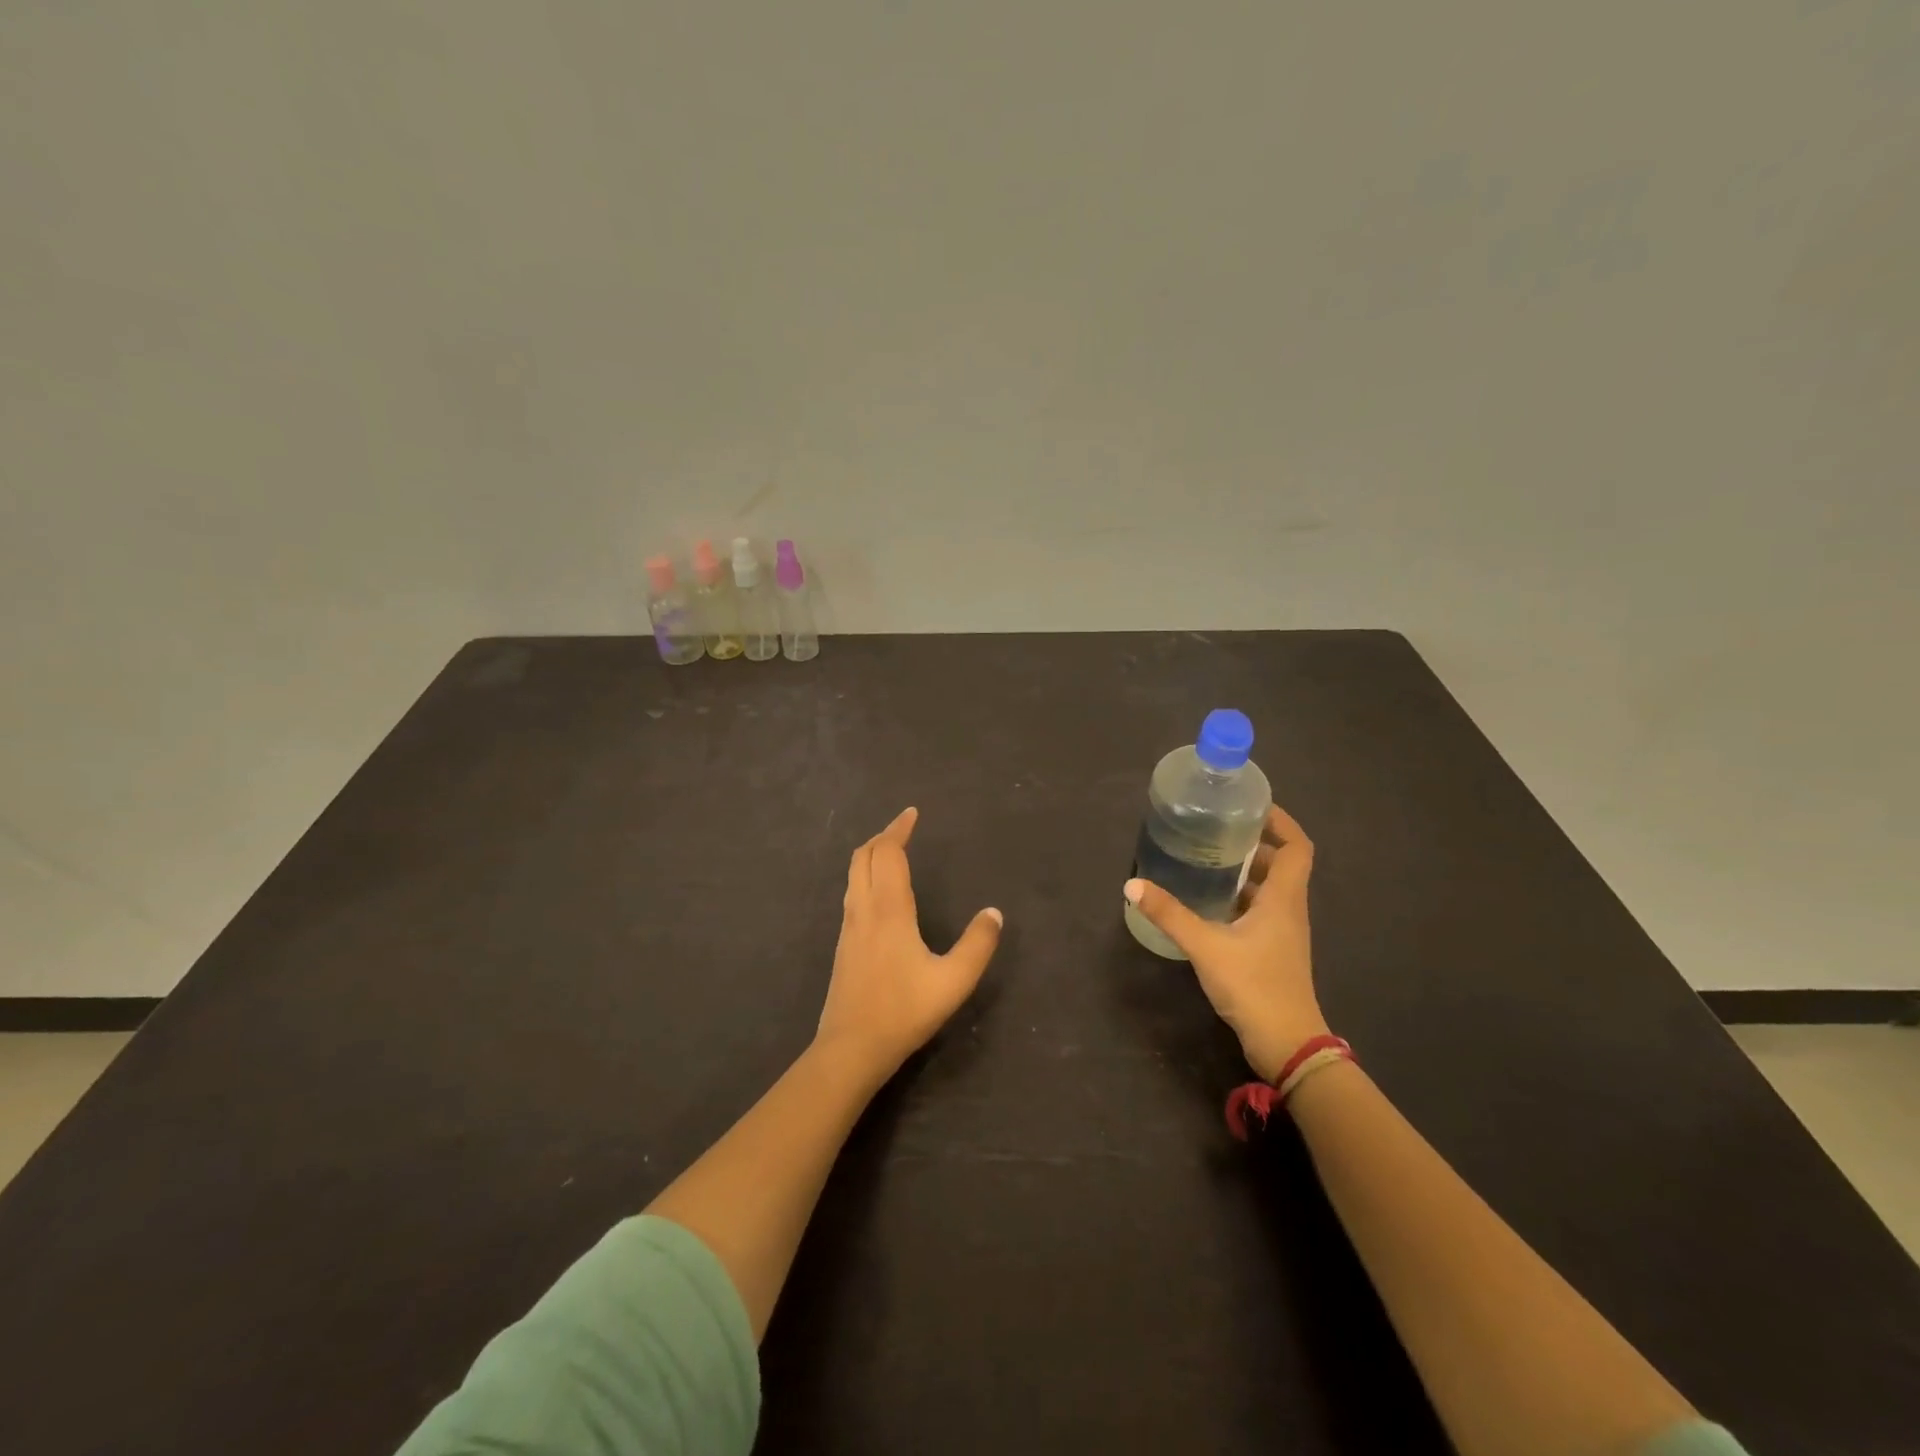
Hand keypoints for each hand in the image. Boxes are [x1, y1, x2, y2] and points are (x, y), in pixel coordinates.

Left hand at [815, 807, 1003, 1079]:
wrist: (851, 1048)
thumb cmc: (903, 1011)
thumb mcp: (953, 981)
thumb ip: (977, 945)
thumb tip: (994, 913)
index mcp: (889, 909)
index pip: (887, 853)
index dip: (898, 829)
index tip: (912, 814)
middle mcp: (863, 909)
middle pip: (863, 856)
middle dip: (882, 837)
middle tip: (903, 829)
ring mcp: (848, 927)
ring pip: (853, 875)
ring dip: (871, 856)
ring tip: (893, 854)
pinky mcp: (843, 945)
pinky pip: (852, 893)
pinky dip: (865, 876)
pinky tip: (881, 895)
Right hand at [1124, 803, 1326, 1082]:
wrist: (1287, 1044)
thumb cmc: (1254, 986)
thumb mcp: (1206, 946)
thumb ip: (1170, 914)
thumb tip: (1132, 884)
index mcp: (1283, 899)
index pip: (1297, 847)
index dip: (1281, 822)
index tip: (1251, 806)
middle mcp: (1288, 910)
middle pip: (1282, 864)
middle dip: (1255, 843)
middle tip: (1217, 830)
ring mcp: (1283, 933)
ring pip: (1270, 889)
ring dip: (1246, 872)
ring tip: (1208, 859)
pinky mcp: (1272, 951)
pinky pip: (1260, 911)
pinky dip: (1240, 898)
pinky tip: (1209, 902)